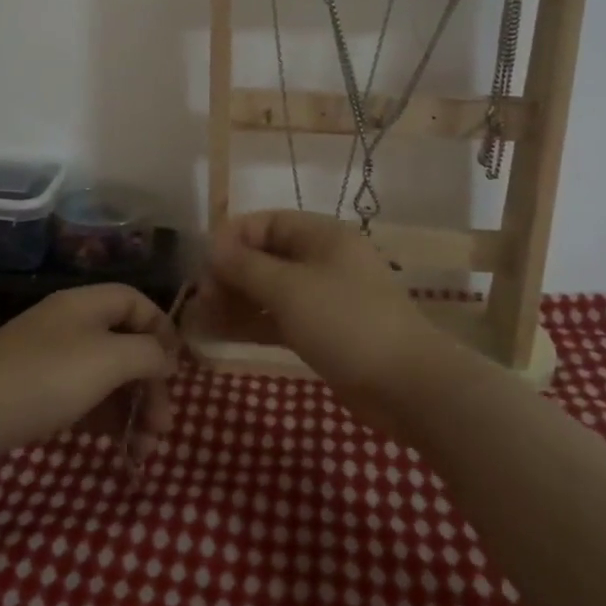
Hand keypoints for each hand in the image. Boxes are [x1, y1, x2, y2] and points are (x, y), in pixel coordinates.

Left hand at [0, 285, 180, 462]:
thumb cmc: (49, 376)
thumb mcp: (109, 359)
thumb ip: (148, 354)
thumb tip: (166, 358)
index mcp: (86, 304)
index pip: (136, 302)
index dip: (162, 330)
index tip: (175, 369)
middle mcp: (71, 325)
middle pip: (126, 345)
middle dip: (150, 384)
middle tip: (162, 425)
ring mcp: (52, 358)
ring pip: (107, 376)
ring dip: (131, 408)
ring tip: (143, 447)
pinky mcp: (38, 390)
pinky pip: (84, 396)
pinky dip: (105, 417)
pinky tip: (116, 444)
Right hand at [204, 210, 451, 419]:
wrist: (405, 383)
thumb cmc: (345, 321)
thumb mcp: (289, 288)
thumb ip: (246, 266)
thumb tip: (213, 249)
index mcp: (321, 235)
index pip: (266, 222)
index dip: (232, 238)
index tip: (203, 264)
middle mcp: (321, 260)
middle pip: (265, 256)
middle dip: (230, 273)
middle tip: (201, 299)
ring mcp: (322, 297)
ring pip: (269, 290)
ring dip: (235, 300)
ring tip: (200, 318)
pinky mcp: (322, 331)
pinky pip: (278, 317)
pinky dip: (252, 323)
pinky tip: (220, 334)